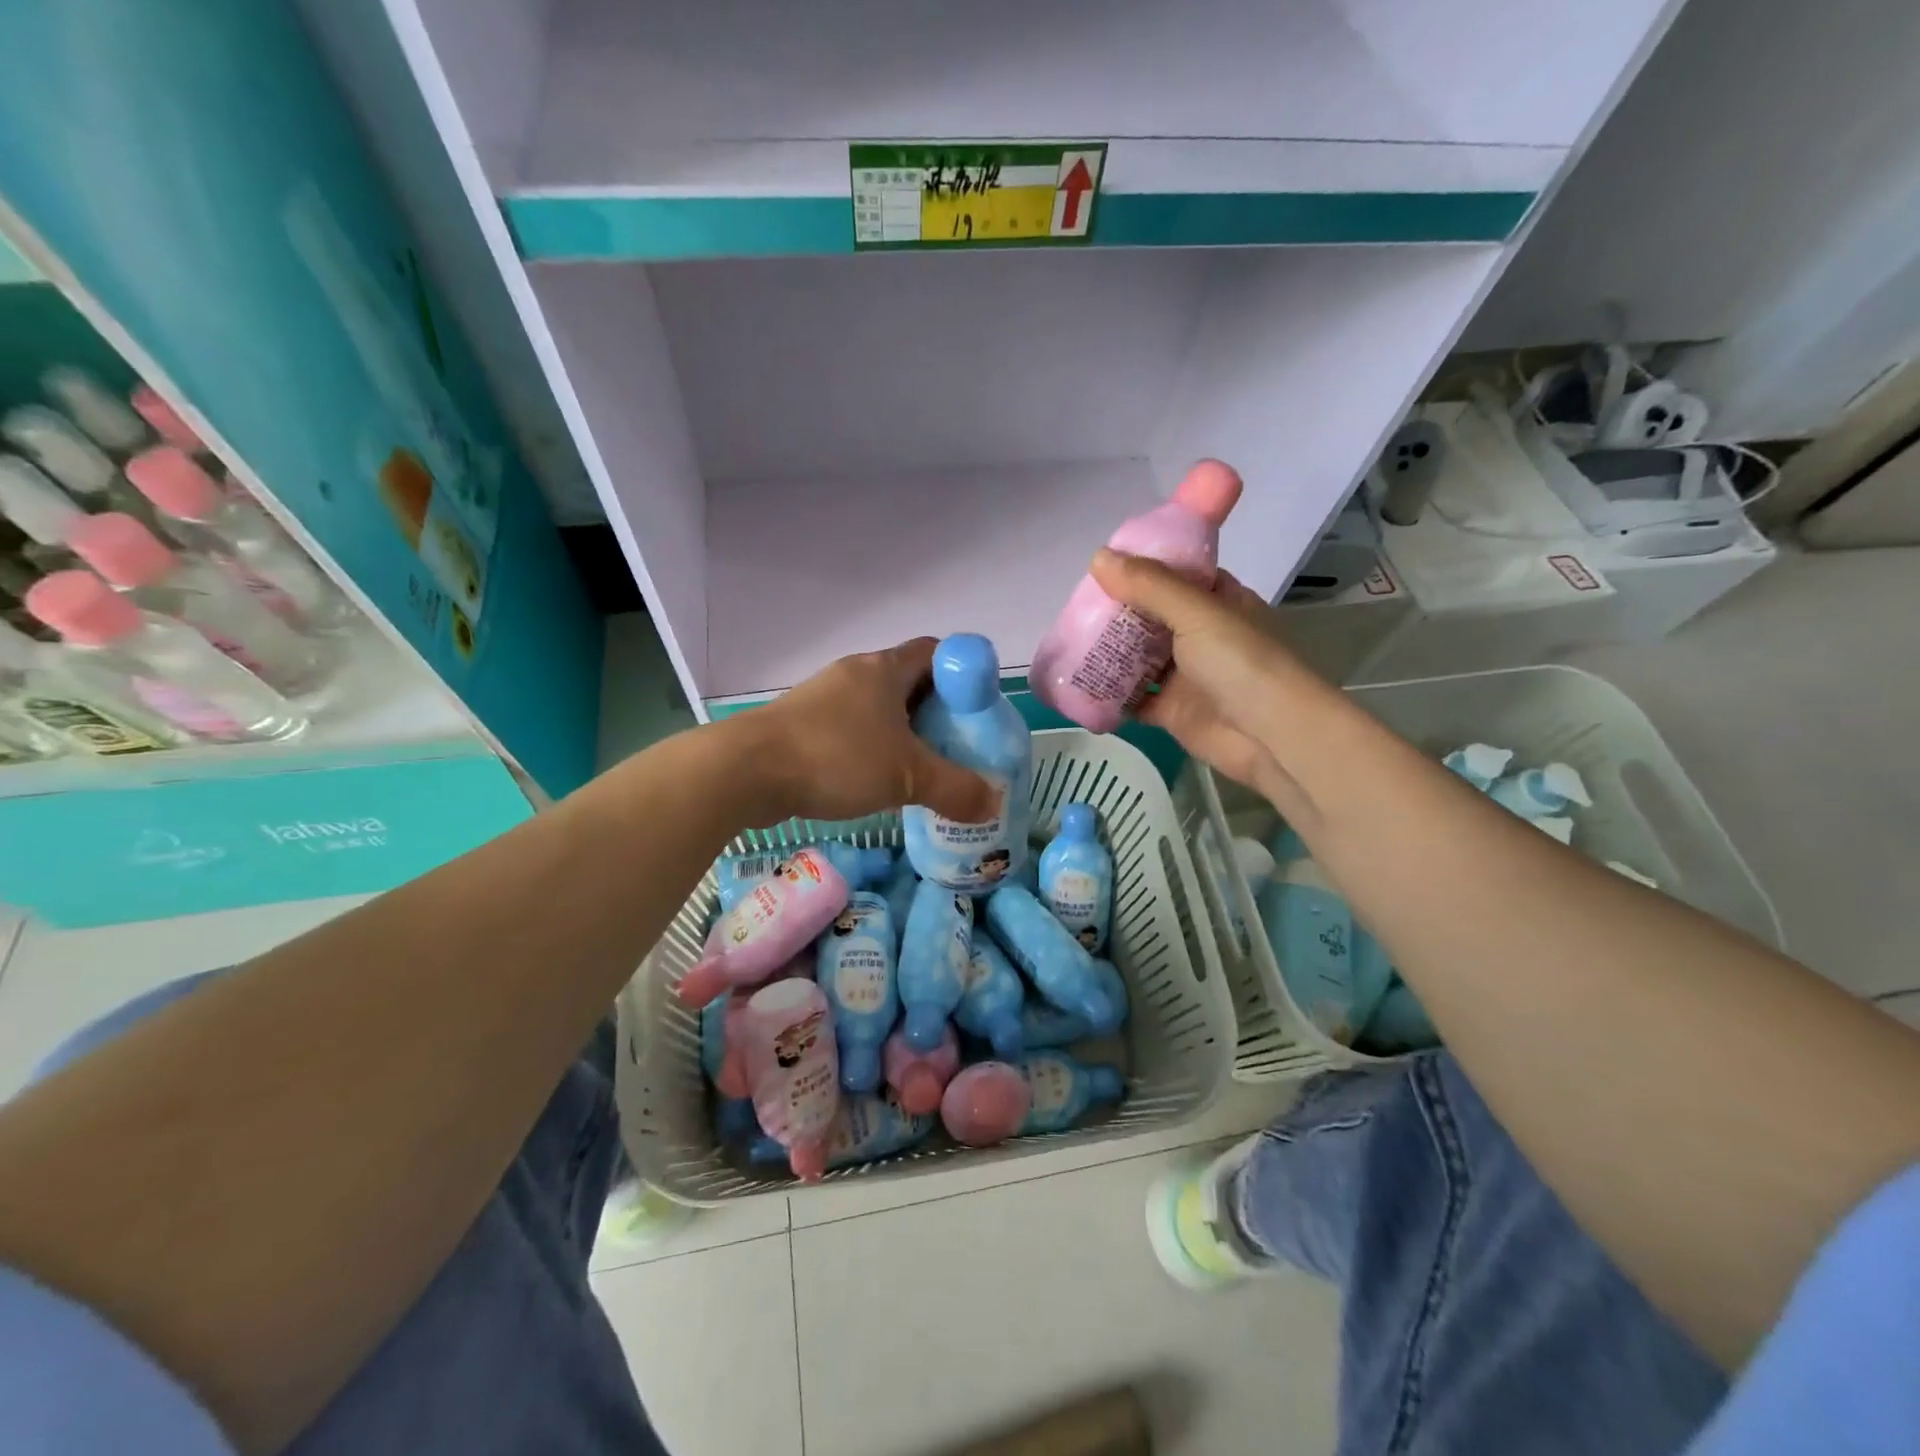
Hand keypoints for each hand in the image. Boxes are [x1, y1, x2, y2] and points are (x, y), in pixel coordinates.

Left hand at [735, 638, 1000, 824]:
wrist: (747, 771)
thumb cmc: (836, 757)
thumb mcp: (907, 776)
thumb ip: (956, 789)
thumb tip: (994, 803)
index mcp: (885, 669)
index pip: (936, 652)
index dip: (963, 674)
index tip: (978, 710)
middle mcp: (856, 674)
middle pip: (910, 682)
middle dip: (938, 712)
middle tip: (959, 746)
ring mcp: (826, 698)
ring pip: (880, 709)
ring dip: (904, 734)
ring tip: (925, 768)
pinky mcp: (805, 724)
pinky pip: (853, 730)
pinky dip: (874, 749)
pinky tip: (881, 782)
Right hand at [1088, 549, 1308, 794]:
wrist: (1270, 736)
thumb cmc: (1241, 662)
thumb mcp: (1196, 612)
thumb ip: (1149, 585)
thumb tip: (1098, 558)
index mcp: (1218, 602)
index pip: (1176, 575)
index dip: (1142, 568)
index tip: (1103, 566)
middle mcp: (1202, 635)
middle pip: (1152, 616)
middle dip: (1117, 612)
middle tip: (1074, 606)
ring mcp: (1187, 675)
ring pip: (1140, 658)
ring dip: (1110, 652)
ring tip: (1068, 640)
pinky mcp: (1172, 711)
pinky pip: (1134, 698)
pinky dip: (1111, 693)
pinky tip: (1080, 683)